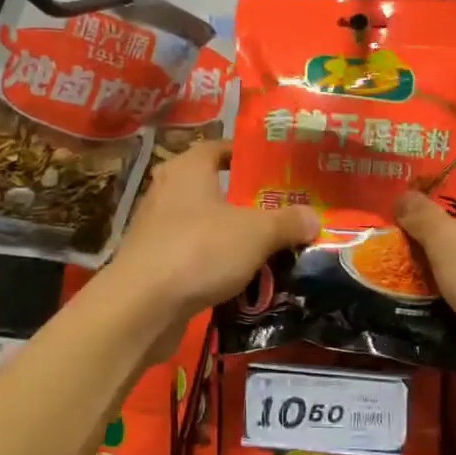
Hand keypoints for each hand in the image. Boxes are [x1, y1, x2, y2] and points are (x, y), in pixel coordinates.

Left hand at [109, 140, 318, 319]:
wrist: (142, 307)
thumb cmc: (199, 250)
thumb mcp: (257, 233)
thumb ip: (287, 222)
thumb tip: (314, 218)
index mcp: (188, 168)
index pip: (219, 147)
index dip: (247, 154)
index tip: (277, 168)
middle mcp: (168, 190)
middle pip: (213, 187)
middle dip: (245, 199)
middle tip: (281, 209)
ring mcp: (156, 228)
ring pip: (204, 223)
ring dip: (231, 234)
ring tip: (268, 245)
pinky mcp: (153, 262)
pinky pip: (193, 254)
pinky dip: (215, 262)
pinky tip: (240, 277)